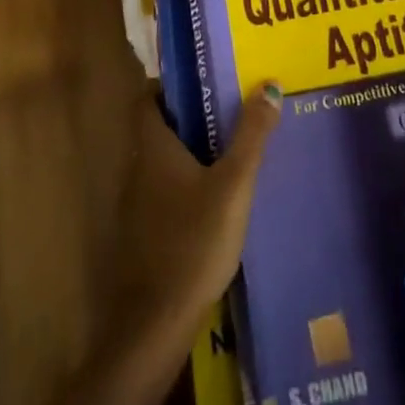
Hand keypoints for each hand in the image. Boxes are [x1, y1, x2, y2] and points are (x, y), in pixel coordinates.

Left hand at [108, 83, 282, 334]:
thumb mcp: (233, 185)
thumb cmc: (194, 242)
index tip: (205, 80)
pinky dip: (185, 186)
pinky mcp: (142, 236)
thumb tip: (269, 85)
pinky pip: (163, 194)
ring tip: (229, 150)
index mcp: (153, 147)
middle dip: (190, 118)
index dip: (172, 86)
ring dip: (189, 153)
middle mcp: (138, 168)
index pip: (149, 99)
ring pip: (162, 163)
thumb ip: (251, 136)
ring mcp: (136, 205)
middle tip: (229, 110)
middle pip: (158, 129)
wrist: (155, 323)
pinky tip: (214, 201)